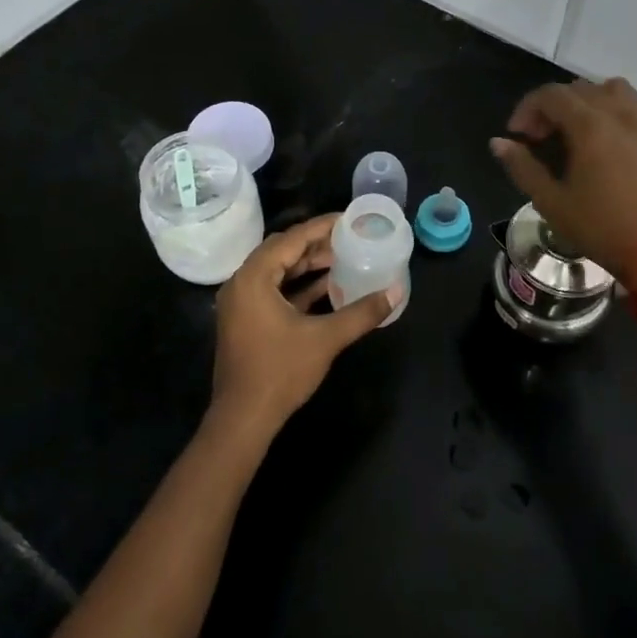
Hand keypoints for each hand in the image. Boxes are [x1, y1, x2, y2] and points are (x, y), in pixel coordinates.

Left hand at [209, 214, 396, 446]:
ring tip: (343, 259)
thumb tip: (395, 292)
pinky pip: (273, 291)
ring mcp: (241, 303)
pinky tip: (327, 288)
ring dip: (307, 266)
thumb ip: (361, 313)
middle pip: (282, 251)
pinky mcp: (246, 321)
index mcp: (253, 277)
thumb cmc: (280, 372)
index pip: (291, 239)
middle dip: (316, 244)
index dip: (321, 227)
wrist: (244, 418)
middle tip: (349, 238)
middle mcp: (242, 283)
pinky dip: (298, 286)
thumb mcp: (325, 339)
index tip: (348, 219)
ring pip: (277, 272)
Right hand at [490, 77, 636, 288]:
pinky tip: (608, 138)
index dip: (527, 108)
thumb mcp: (551, 202)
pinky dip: (615, 109)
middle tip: (540, 138)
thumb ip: (522, 167)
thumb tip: (498, 142)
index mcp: (590, 126)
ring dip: (587, 101)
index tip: (517, 135)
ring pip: (612, 89)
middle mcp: (620, 114)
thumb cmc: (601, 229)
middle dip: (552, 107)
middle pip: (579, 89)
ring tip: (576, 130)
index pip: (551, 95)